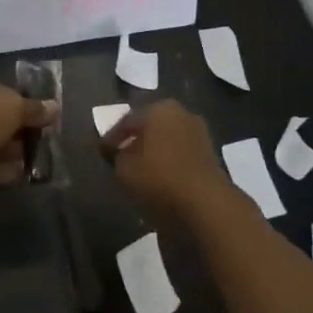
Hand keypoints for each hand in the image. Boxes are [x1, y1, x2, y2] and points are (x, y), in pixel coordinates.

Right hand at [101, 100, 228, 218]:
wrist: (205, 204)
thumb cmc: (158, 178)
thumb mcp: (124, 168)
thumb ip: (116, 155)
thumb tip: (116, 150)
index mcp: (159, 108)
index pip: (127, 120)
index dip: (112, 137)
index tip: (102, 152)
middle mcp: (181, 113)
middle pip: (150, 126)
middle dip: (136, 140)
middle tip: (121, 157)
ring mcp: (199, 132)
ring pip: (168, 139)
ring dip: (154, 151)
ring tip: (140, 170)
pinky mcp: (210, 153)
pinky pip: (181, 153)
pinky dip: (169, 161)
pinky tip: (160, 177)